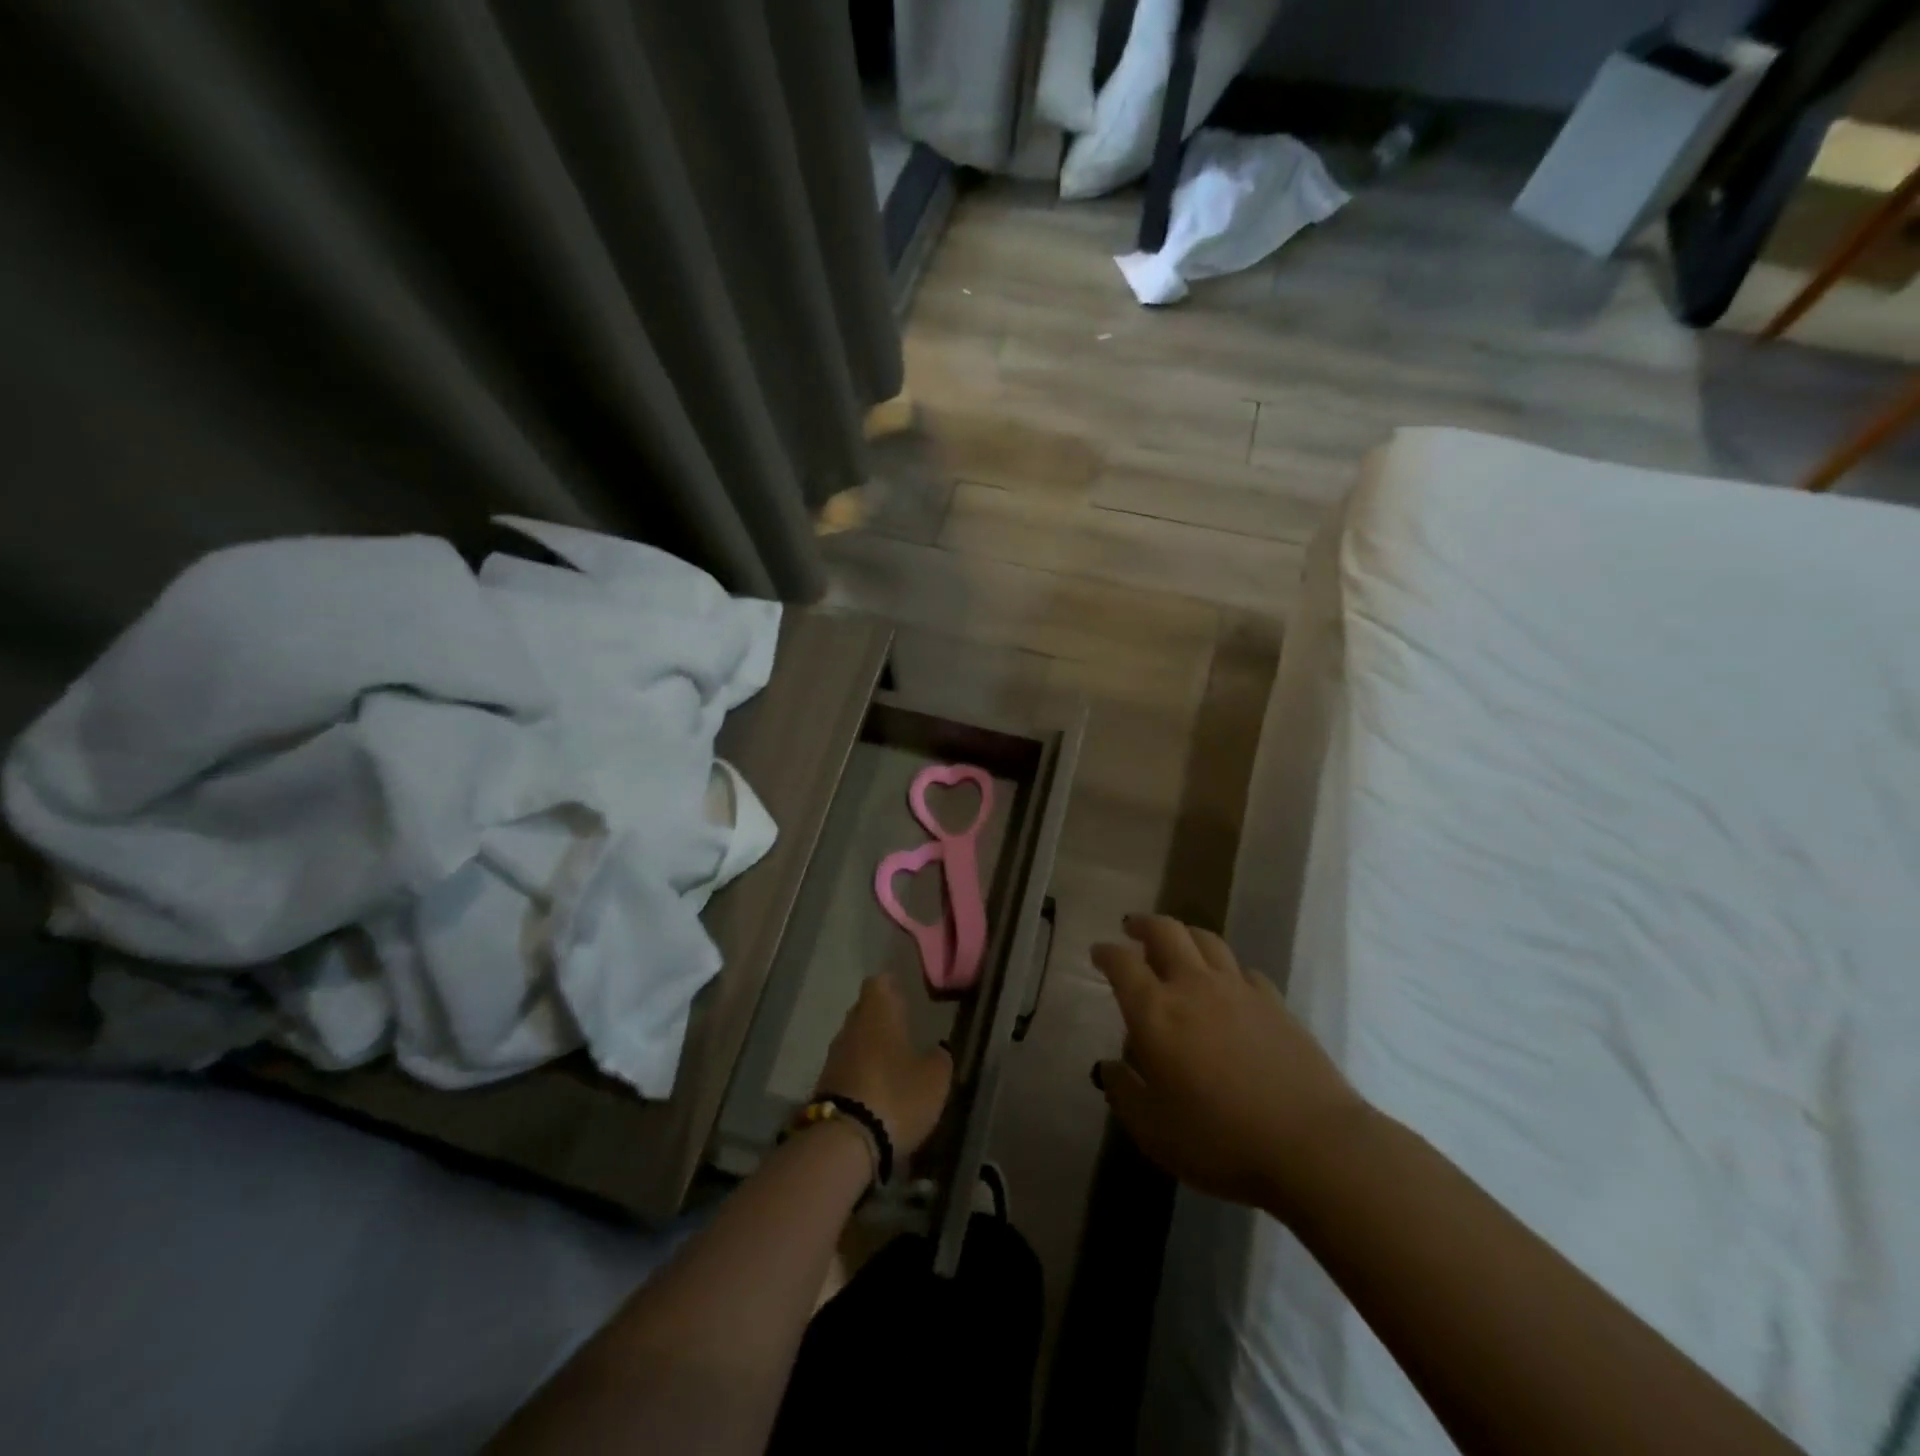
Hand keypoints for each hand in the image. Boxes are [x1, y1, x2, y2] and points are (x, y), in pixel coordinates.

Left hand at [815, 974, 953, 1158]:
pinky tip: (878, 1087)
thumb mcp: (934, 1079)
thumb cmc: (896, 1095)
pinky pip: (847, 1068)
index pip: (878, 983)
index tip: (904, 992)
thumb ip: (940, 1058)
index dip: (891, 985)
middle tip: (904, 1026)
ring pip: (855, 1040)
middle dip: (881, 1017)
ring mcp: (834, 1057)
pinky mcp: (825, 1087)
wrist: (844, 1143)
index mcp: (877, 1013)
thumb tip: (939, 1048)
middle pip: (864, 1011)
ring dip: (871, 1047)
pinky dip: (861, 1072)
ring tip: (894, 1060)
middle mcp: (851, 1027)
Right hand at [1093, 915, 1368, 1213]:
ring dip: (1184, 934)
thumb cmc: (1220, 1140)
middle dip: (1144, 925)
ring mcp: (1238, 990)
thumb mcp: (1154, 1131)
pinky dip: (1225, 967)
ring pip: (1206, 940)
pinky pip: (1242, 969)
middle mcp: (1193, 987)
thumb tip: (1110, 1067)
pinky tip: (1226, 983)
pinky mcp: (1274, 1002)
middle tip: (1132, 928)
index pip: (1122, 962)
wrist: (1312, 1146)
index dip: (1106, 952)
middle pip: (1166, 932)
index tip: (1098, 953)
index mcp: (1155, 1012)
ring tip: (1176, 943)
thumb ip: (1124, 1093)